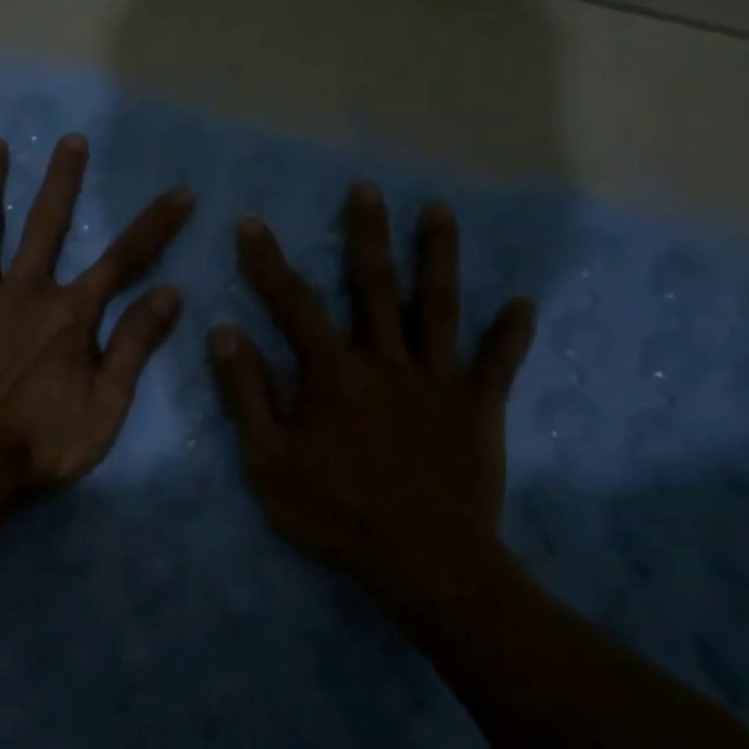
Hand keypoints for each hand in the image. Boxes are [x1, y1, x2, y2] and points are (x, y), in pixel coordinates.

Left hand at [0, 133, 193, 499]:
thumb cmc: (41, 442)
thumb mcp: (106, 404)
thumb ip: (136, 345)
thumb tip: (171, 293)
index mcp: (68, 314)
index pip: (122, 260)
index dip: (154, 226)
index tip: (178, 193)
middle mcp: (22, 292)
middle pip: (46, 225)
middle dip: (63, 180)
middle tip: (70, 139)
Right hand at [208, 184, 535, 591]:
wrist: (422, 559)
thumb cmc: (335, 511)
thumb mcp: (268, 461)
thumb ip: (246, 394)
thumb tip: (224, 332)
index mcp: (332, 373)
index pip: (293, 303)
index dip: (268, 262)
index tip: (251, 222)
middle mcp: (386, 360)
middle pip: (376, 285)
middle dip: (367, 234)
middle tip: (366, 189)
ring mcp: (438, 380)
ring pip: (440, 306)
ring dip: (440, 257)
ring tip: (440, 212)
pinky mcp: (478, 406)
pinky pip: (499, 363)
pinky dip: (512, 334)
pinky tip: (524, 304)